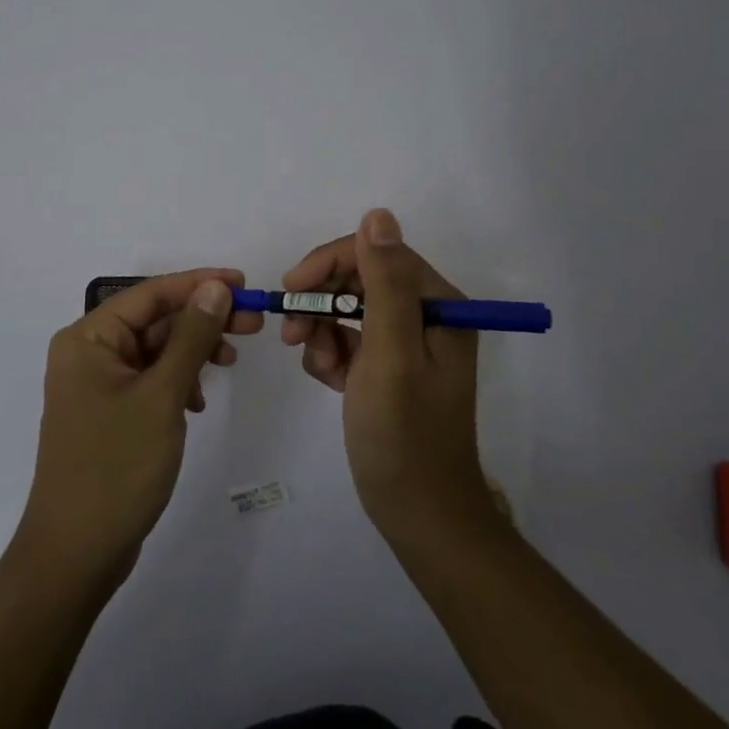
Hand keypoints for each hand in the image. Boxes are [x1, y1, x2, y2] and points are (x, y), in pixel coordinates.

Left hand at [20, 270, 263, 583]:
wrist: (76, 554)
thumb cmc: (117, 466)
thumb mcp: (162, 396)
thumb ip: (191, 337)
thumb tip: (216, 287)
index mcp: (88, 338)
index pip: (150, 294)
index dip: (199, 283)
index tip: (244, 283)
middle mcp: (88, 353)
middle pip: (154, 319)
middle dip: (202, 318)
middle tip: (253, 322)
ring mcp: (97, 384)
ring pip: (155, 349)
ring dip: (193, 350)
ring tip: (231, 361)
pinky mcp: (110, 412)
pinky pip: (150, 378)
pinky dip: (178, 380)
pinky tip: (198, 400)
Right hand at [282, 209, 495, 541]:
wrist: (419, 514)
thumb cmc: (404, 434)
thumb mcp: (391, 353)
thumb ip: (385, 282)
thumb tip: (377, 214)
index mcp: (437, 305)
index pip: (376, 254)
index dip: (328, 264)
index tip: (290, 290)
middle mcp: (426, 316)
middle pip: (359, 280)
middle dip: (322, 303)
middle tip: (293, 336)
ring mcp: (407, 342)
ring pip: (348, 310)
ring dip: (322, 332)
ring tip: (318, 367)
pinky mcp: (389, 367)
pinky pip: (349, 339)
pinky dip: (330, 354)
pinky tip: (329, 381)